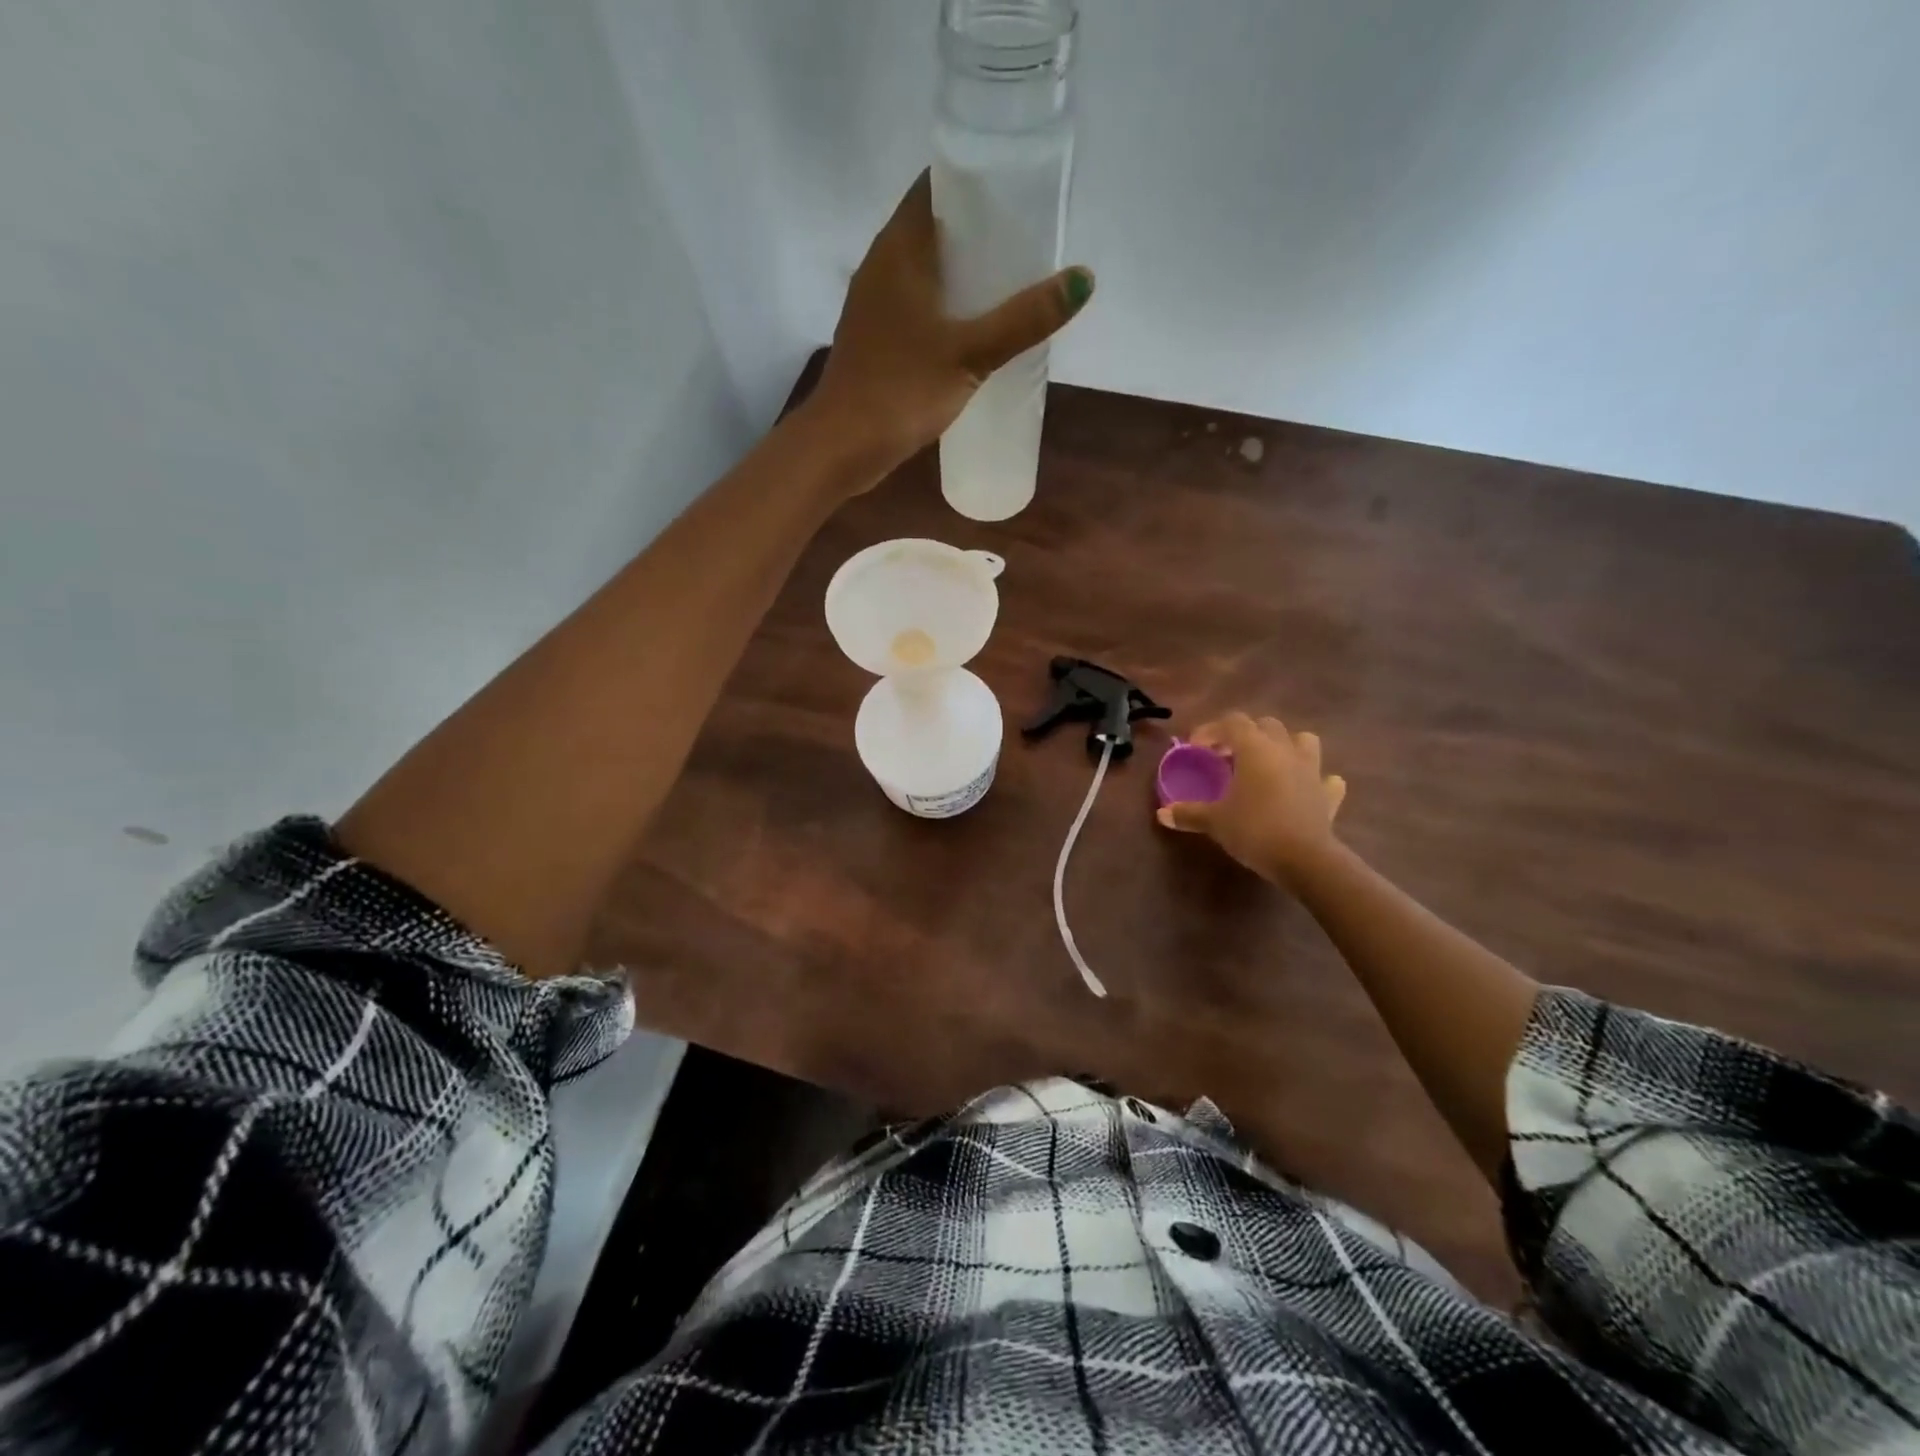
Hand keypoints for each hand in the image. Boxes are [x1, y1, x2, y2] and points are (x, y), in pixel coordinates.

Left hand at [807, 171, 1093, 476]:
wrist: (842, 446)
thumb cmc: (902, 390)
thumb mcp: (971, 354)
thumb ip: (1024, 319)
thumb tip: (1083, 279)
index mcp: (898, 249)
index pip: (935, 184)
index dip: (976, 177)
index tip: (1018, 187)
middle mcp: (881, 266)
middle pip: (933, 227)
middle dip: (978, 229)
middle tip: (1026, 238)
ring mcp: (874, 305)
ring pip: (925, 270)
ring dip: (962, 272)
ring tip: (1010, 280)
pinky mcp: (875, 339)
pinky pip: (916, 305)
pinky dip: (945, 306)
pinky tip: (974, 328)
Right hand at [1156, 712, 1348, 886]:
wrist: (1305, 859)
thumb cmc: (1254, 829)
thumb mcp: (1215, 821)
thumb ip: (1188, 813)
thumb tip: (1162, 814)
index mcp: (1255, 748)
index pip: (1231, 722)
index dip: (1210, 730)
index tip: (1195, 748)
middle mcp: (1284, 750)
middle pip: (1266, 725)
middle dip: (1245, 734)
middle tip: (1227, 756)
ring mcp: (1311, 770)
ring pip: (1302, 740)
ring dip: (1284, 746)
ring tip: (1268, 764)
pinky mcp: (1328, 794)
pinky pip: (1326, 779)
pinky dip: (1315, 780)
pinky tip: (1304, 790)